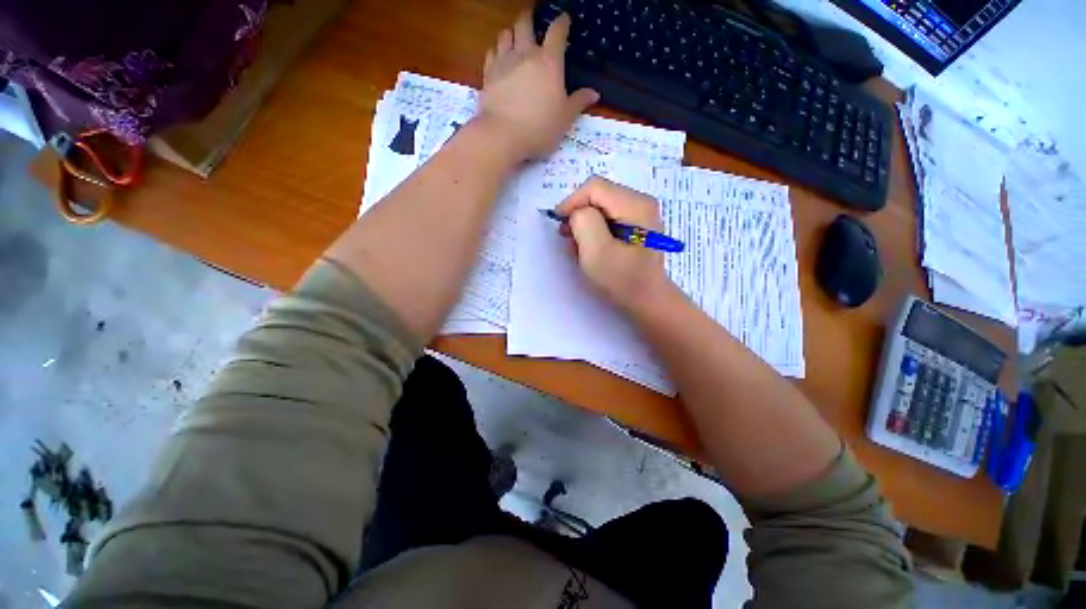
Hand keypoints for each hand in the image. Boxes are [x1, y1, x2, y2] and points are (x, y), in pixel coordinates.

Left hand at [479, 12, 598, 160]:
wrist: (503, 135)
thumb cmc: (540, 128)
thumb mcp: (565, 119)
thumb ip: (578, 103)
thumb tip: (594, 93)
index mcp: (549, 62)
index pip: (557, 32)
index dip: (562, 23)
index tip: (564, 20)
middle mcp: (525, 54)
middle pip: (525, 24)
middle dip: (530, 18)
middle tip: (533, 20)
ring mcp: (504, 62)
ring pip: (506, 34)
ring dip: (512, 33)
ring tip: (515, 39)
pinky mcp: (488, 74)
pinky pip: (491, 52)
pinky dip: (496, 50)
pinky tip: (499, 57)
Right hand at [556, 177, 673, 310]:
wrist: (647, 301)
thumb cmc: (623, 280)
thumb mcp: (597, 252)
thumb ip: (584, 222)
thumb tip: (578, 212)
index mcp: (635, 205)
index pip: (594, 187)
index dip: (572, 202)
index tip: (560, 225)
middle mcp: (640, 202)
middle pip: (598, 194)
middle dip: (578, 214)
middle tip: (568, 238)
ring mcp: (639, 213)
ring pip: (601, 206)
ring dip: (584, 223)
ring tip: (578, 246)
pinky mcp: (635, 225)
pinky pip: (607, 218)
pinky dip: (594, 230)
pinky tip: (590, 247)